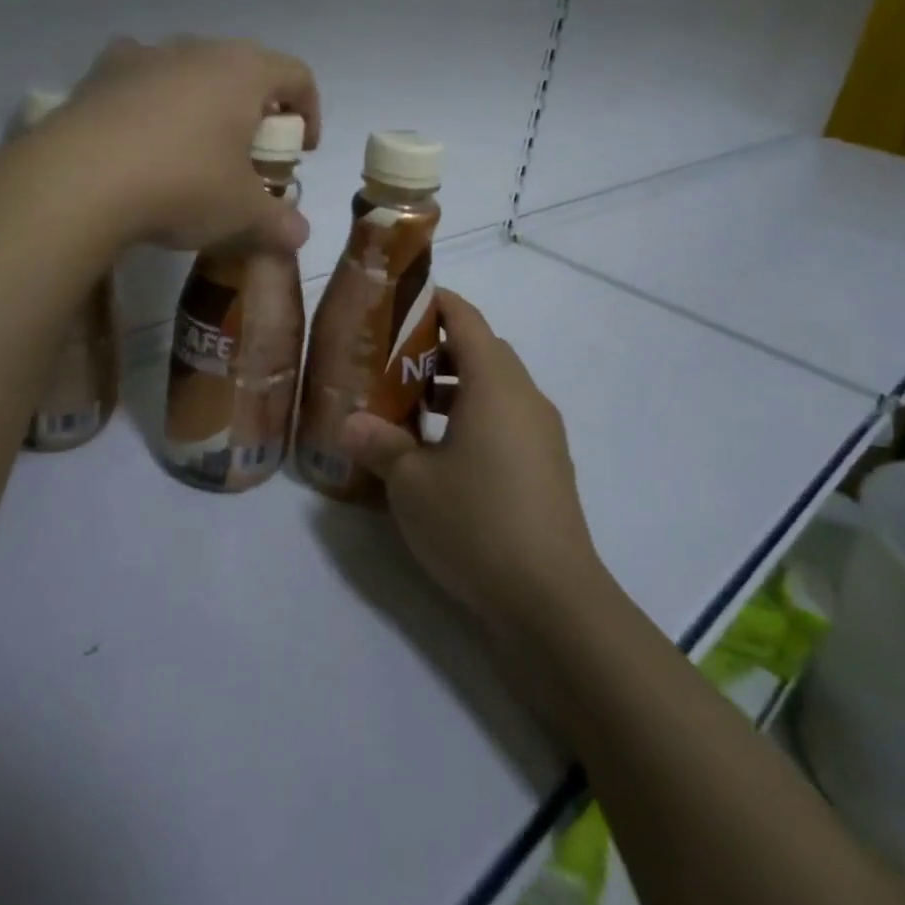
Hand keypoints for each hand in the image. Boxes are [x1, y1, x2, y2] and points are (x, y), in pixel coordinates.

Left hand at [51, 36, 320, 253]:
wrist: (79, 180)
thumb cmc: (182, 185)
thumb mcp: (239, 213)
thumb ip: (277, 222)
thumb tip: (299, 235)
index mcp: (244, 71)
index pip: (297, 75)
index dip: (309, 111)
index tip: (300, 152)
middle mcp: (197, 50)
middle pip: (243, 69)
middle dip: (254, 109)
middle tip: (248, 154)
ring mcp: (144, 55)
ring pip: (189, 70)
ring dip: (202, 102)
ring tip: (192, 147)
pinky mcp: (100, 73)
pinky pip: (139, 78)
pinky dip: (149, 100)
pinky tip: (139, 137)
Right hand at [341, 289, 602, 631]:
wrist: (554, 601)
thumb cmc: (477, 522)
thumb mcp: (412, 483)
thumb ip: (379, 443)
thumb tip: (350, 423)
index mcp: (495, 384)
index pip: (466, 319)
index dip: (433, 303)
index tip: (397, 305)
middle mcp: (525, 397)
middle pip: (481, 350)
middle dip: (435, 349)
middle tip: (390, 361)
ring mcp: (542, 433)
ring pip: (494, 388)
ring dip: (453, 387)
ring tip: (408, 409)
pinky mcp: (547, 466)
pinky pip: (506, 420)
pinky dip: (473, 417)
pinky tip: (440, 454)